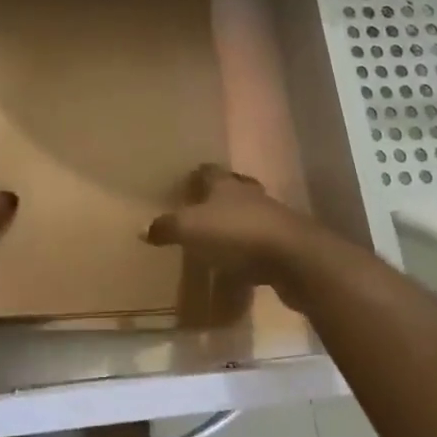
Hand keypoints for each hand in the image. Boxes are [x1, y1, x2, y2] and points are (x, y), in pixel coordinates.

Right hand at [144, 164, 322, 302]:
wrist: (294, 259)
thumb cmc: (237, 234)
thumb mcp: (192, 230)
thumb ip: (167, 228)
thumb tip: (142, 228)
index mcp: (226, 186)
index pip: (210, 172)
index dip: (198, 174)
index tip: (188, 179)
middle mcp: (250, 196)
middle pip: (234, 189)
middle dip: (220, 195)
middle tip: (204, 206)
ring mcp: (271, 219)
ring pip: (250, 214)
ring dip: (237, 222)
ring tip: (220, 236)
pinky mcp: (284, 245)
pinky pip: (260, 244)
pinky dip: (249, 250)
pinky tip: (239, 264)